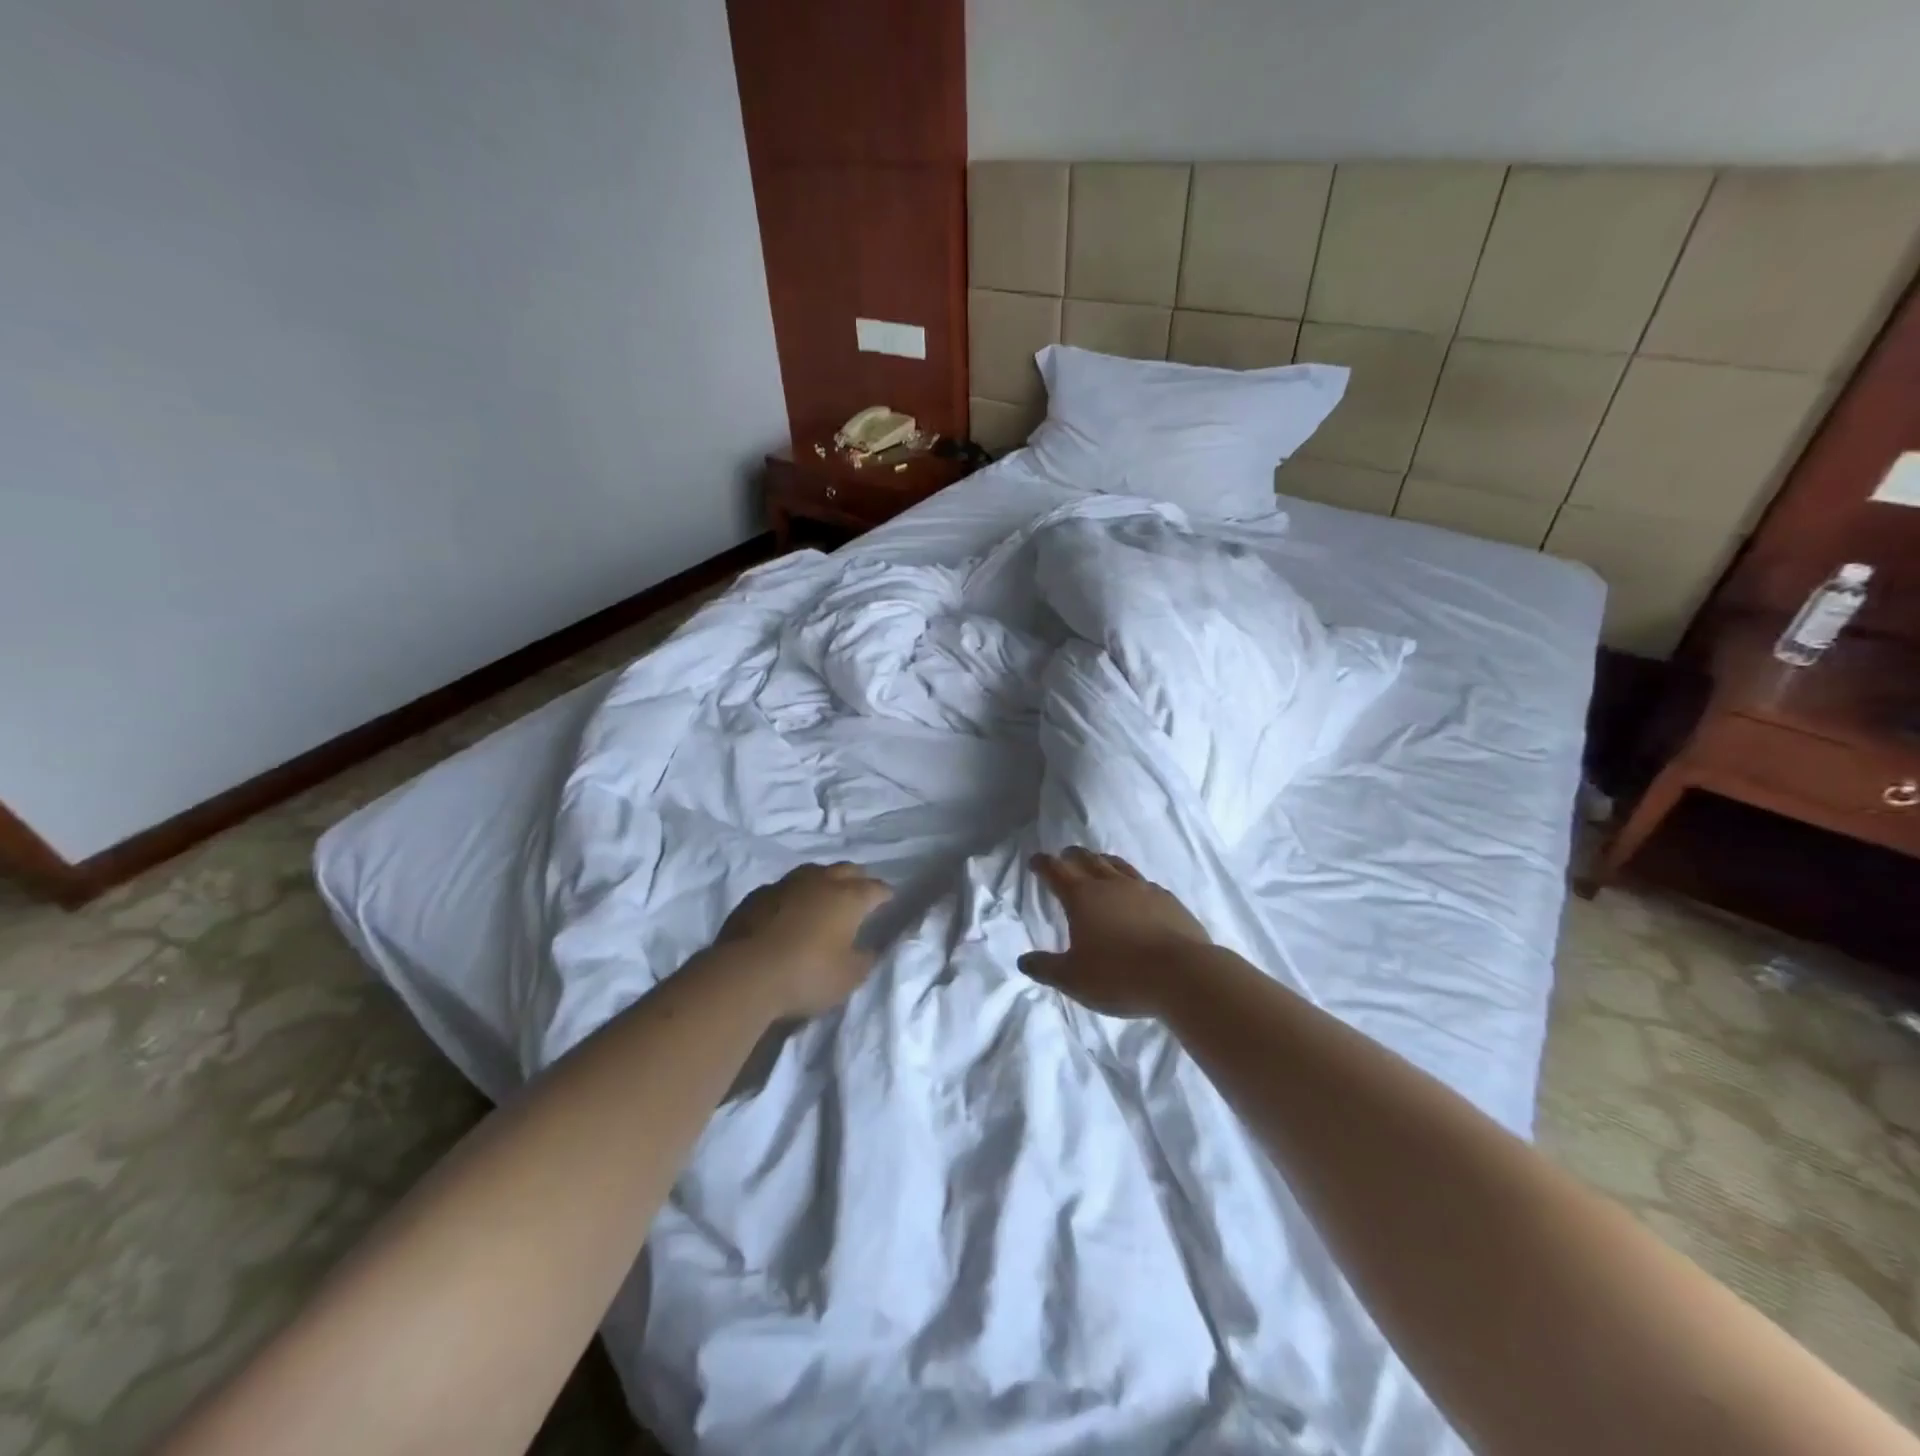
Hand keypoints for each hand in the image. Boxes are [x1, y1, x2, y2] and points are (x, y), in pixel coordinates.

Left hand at [712, 862, 892, 1017]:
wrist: (745, 973)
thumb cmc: (807, 975)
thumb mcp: (848, 978)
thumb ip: (864, 959)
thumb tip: (869, 949)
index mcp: (848, 898)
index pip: (875, 889)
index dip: (885, 894)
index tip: (889, 900)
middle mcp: (820, 882)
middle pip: (846, 870)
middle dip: (857, 879)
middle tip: (860, 893)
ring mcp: (786, 885)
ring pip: (813, 872)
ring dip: (824, 881)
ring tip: (825, 895)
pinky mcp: (757, 896)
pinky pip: (784, 887)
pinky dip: (794, 894)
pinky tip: (790, 908)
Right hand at [1018, 848, 1212, 1017]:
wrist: (1183, 975)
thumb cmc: (1120, 976)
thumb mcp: (1074, 979)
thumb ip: (1046, 968)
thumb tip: (1023, 961)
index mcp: (1082, 897)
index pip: (1056, 871)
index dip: (1043, 864)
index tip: (1035, 861)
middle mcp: (1111, 885)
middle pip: (1087, 859)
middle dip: (1072, 856)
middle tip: (1065, 856)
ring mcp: (1143, 889)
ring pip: (1117, 865)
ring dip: (1102, 861)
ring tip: (1098, 863)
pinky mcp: (1169, 900)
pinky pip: (1144, 882)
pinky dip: (1132, 882)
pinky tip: (1137, 892)